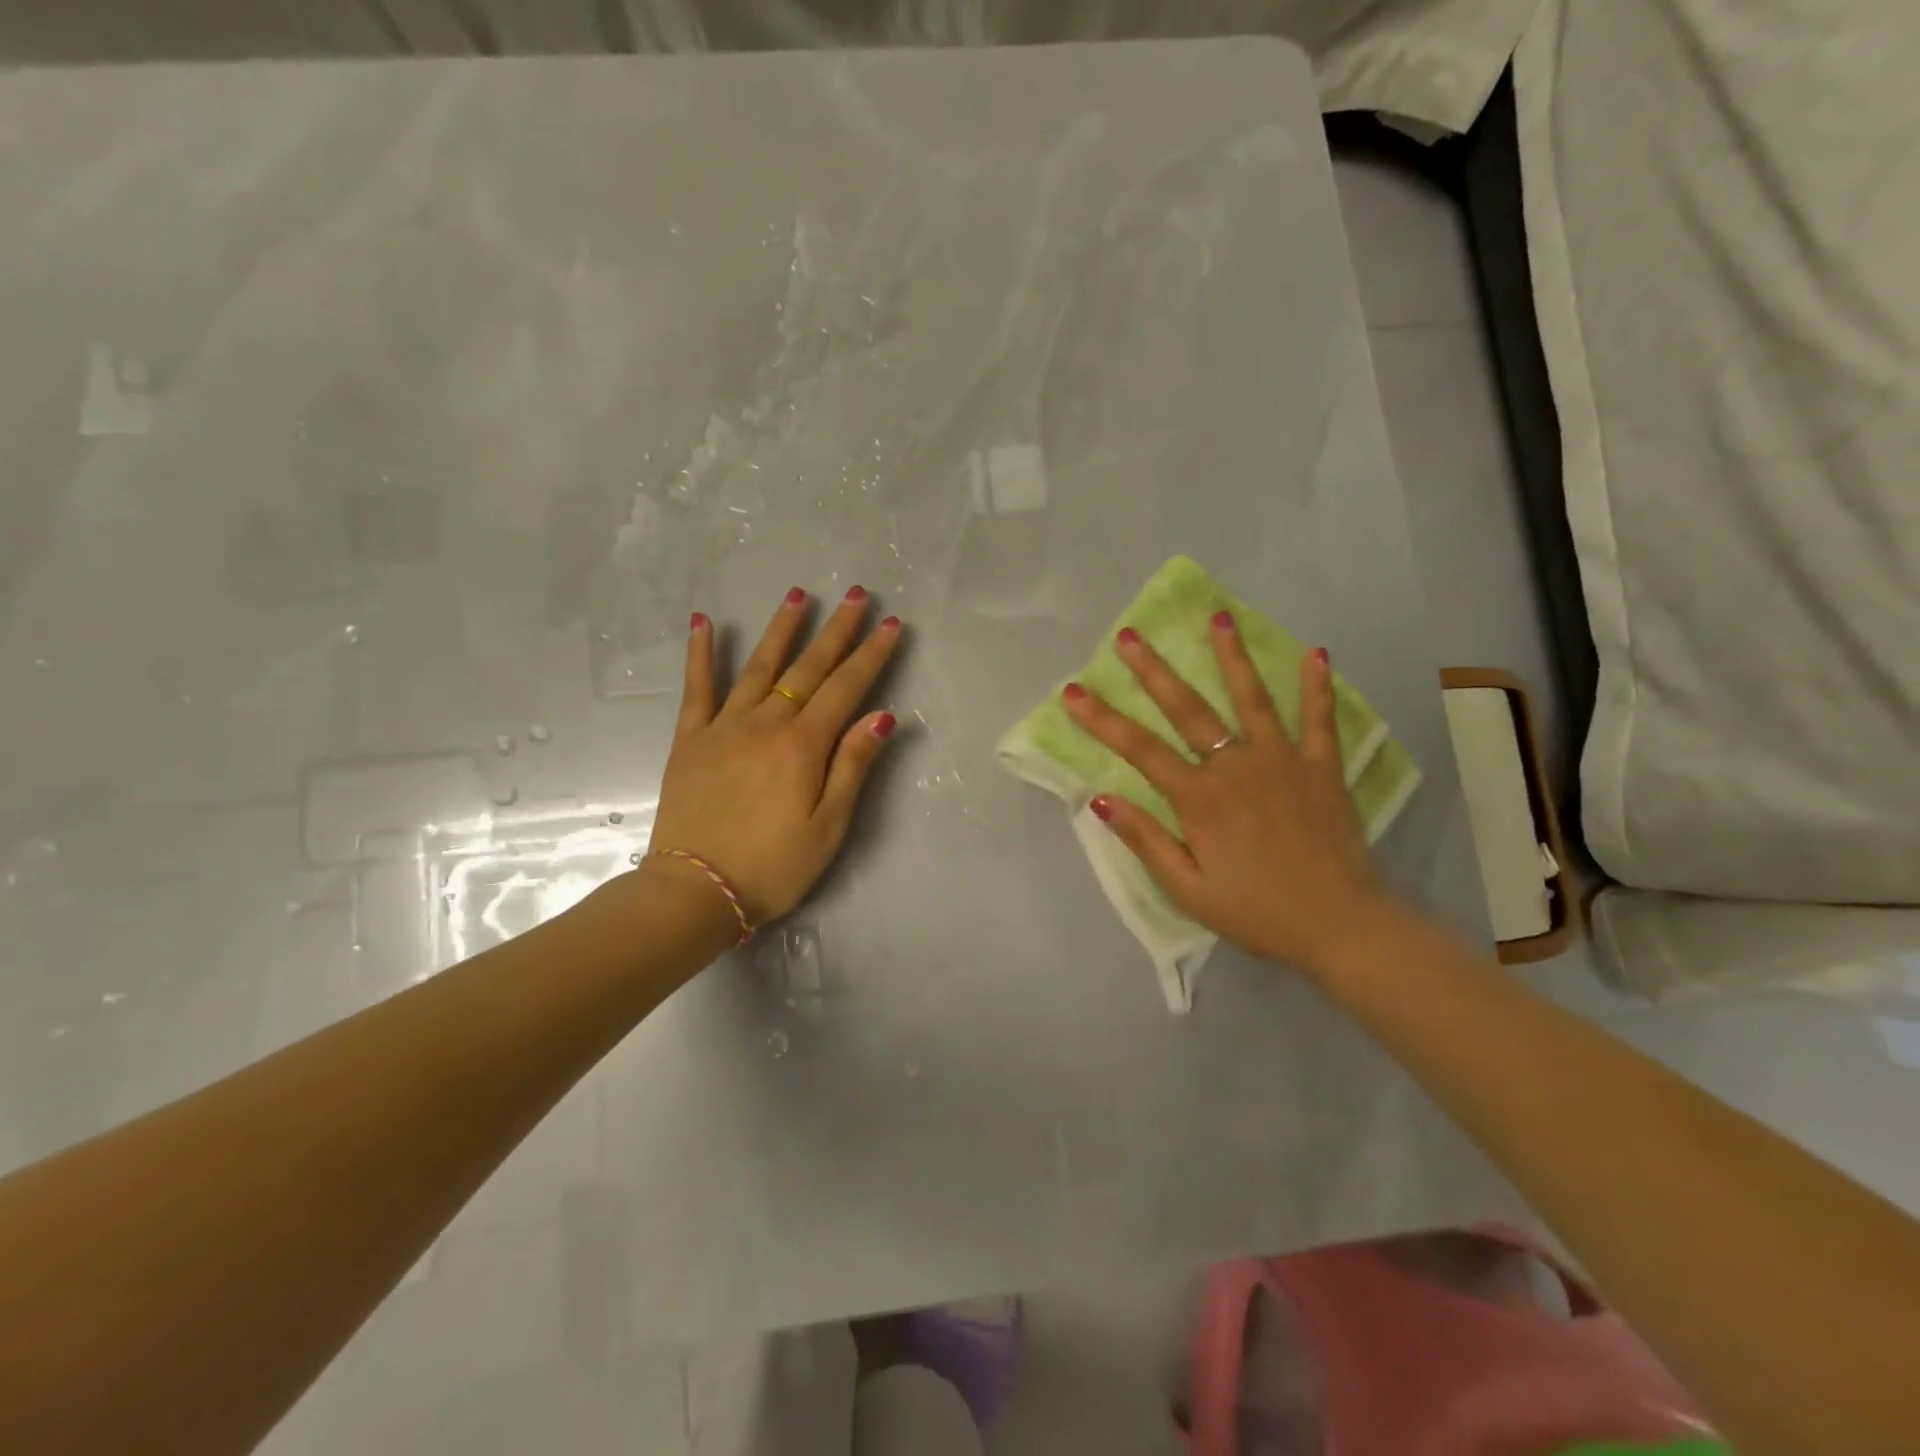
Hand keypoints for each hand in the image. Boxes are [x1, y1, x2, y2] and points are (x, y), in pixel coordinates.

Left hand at [645, 585, 902, 925]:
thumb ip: (852, 765)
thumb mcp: (828, 826)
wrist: (695, 891)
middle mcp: (765, 723)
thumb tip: (882, 715)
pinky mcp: (690, 739)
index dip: (871, 655)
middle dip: (836, 630)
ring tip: (799, 595)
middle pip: (807, 668)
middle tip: (857, 595)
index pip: (846, 688)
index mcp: (803, 746)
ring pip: (758, 666)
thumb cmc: (774, 866)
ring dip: (781, 629)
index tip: (891, 625)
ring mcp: (723, 726)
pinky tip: (702, 622)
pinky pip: (696, 688)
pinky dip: (700, 654)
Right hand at [1061, 614, 1391, 975]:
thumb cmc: (1255, 911)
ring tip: (1218, 617)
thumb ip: (1145, 840)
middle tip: (1131, 635)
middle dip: (1153, 671)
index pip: (1139, 750)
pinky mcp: (1322, 767)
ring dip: (1232, 657)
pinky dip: (1318, 687)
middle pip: (1188, 710)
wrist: (1339, 925)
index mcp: (1199, 798)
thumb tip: (1100, 799)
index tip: (1073, 691)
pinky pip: (1320, 720)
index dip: (1102, 719)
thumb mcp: (1187, 888)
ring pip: (1252, 699)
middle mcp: (1236, 766)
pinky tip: (1316, 653)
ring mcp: (1283, 761)